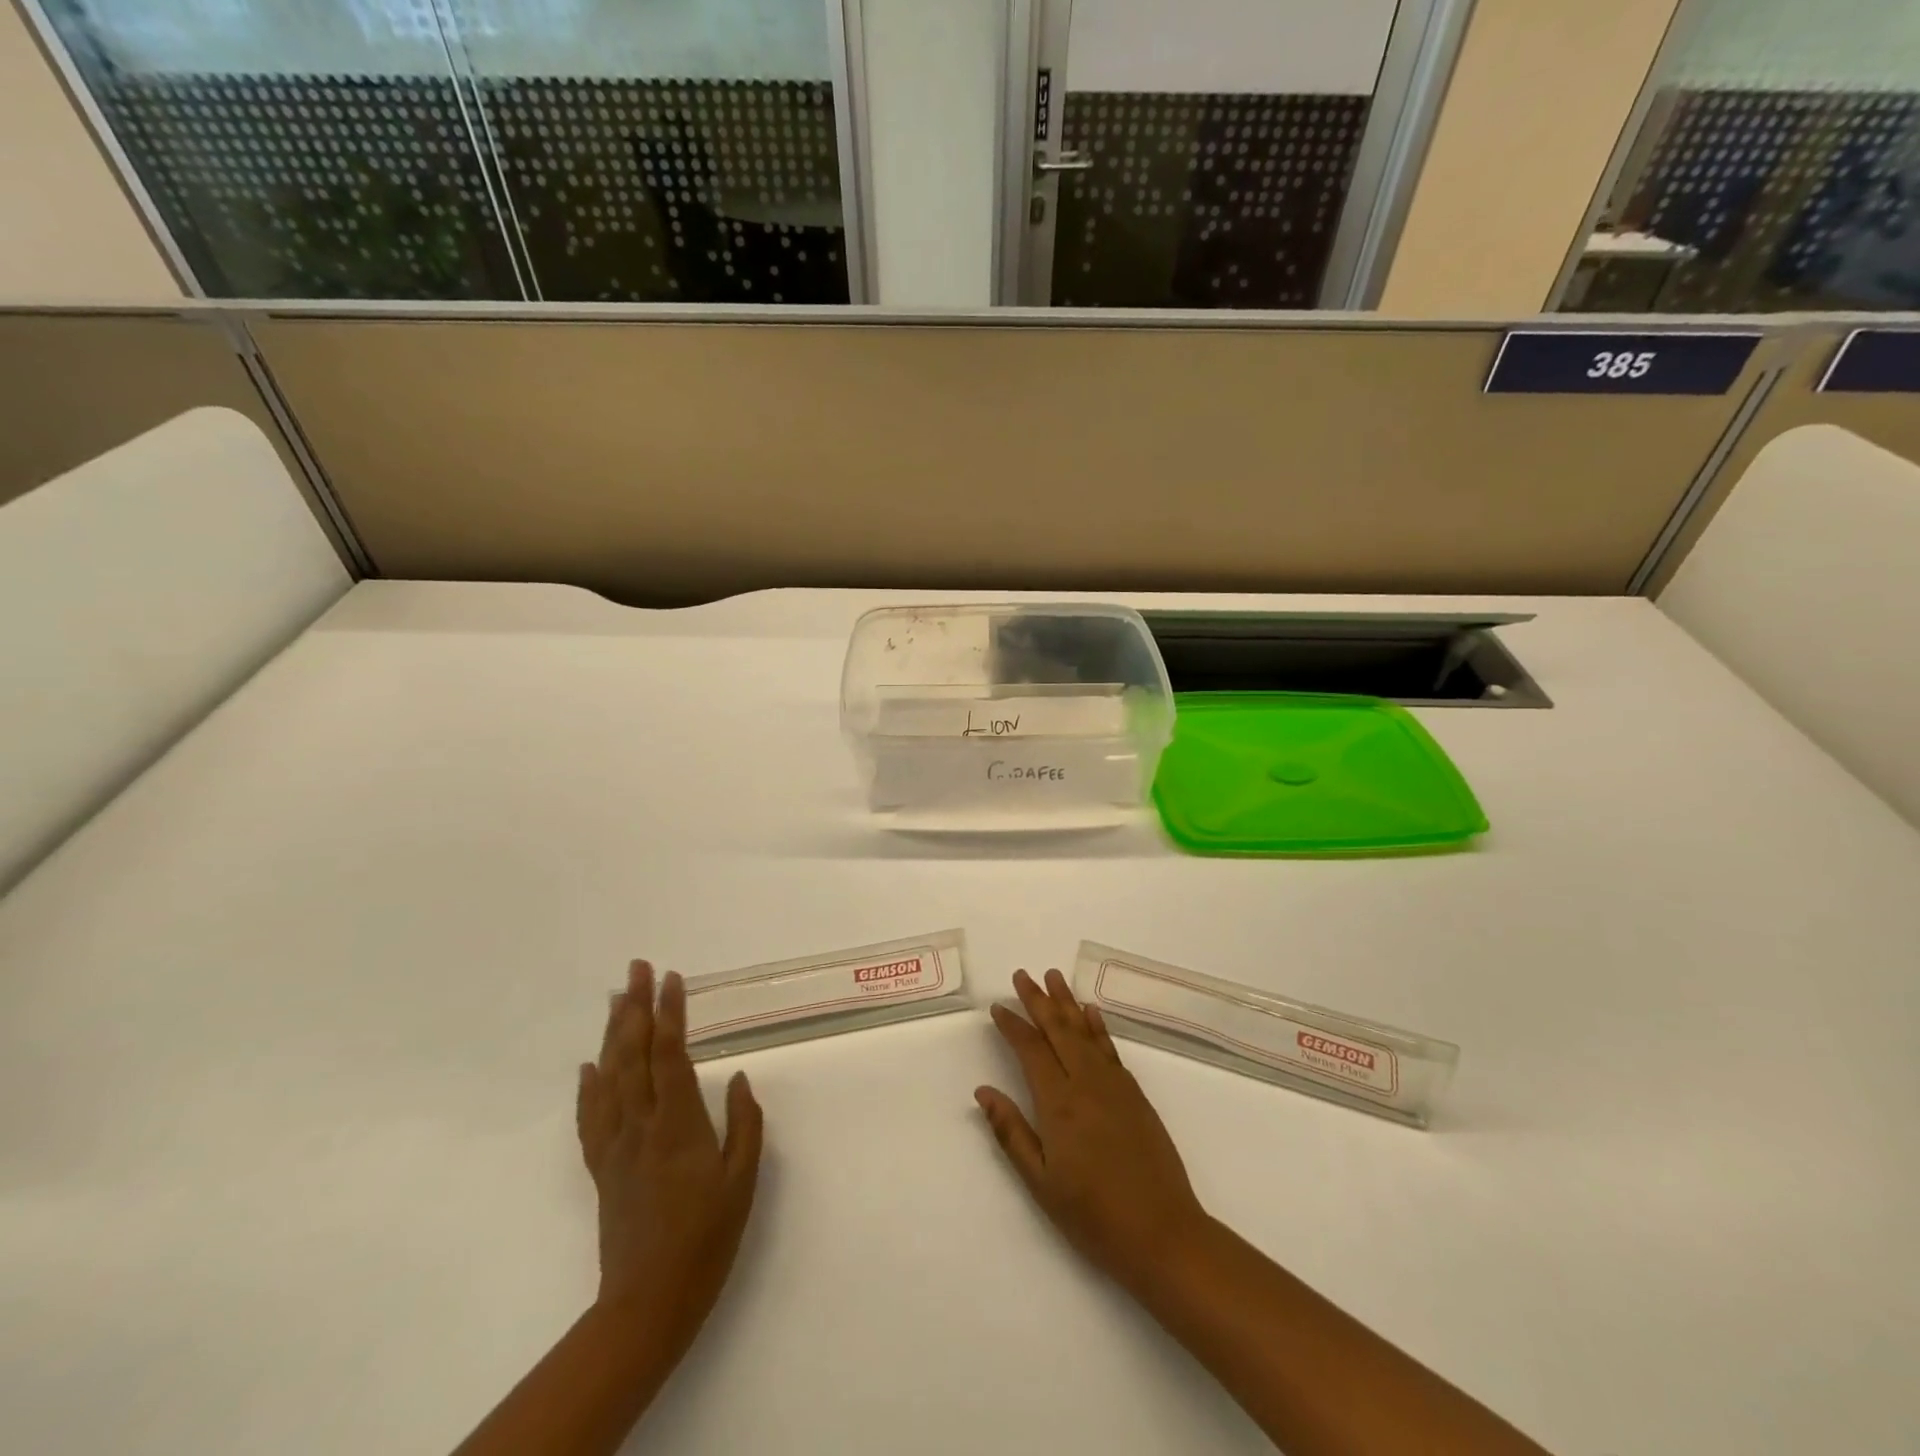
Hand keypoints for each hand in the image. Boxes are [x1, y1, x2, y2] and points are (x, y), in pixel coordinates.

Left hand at [576, 961, 763, 1354]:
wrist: (647, 1303)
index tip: (671, 978)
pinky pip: (590, 1118)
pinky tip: (589, 1065)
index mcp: (677, 1125)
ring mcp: (615, 1146)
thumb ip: (744, 1125)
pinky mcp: (602, 1168)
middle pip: (632, 1055)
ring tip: (615, 998)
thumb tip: (738, 1078)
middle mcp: (640, 1126)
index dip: (669, 1014)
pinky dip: (588, 1086)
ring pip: (609, 1077)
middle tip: (637, 968)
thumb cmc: (706, 1238)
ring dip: (611, 1033)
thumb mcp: (742, 1182)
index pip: (670, 1055)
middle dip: (635, 1007)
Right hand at [975, 968, 1207, 1293]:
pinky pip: (1110, 1047)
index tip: (998, 1007)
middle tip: (1022, 975)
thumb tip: (983, 1091)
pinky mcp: (1135, 1094)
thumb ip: (1011, 1132)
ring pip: (1085, 1031)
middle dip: (1038, 1000)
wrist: (1162, 1234)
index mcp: (1059, 1103)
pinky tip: (1091, 1012)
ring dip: (1067, 1002)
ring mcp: (1114, 1085)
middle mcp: (1086, 1083)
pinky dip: (1097, 1026)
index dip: (1013, 1026)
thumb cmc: (1093, 1215)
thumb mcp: (1041, 1183)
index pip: (1031, 1050)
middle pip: (1058, 1030)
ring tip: (1053, 976)